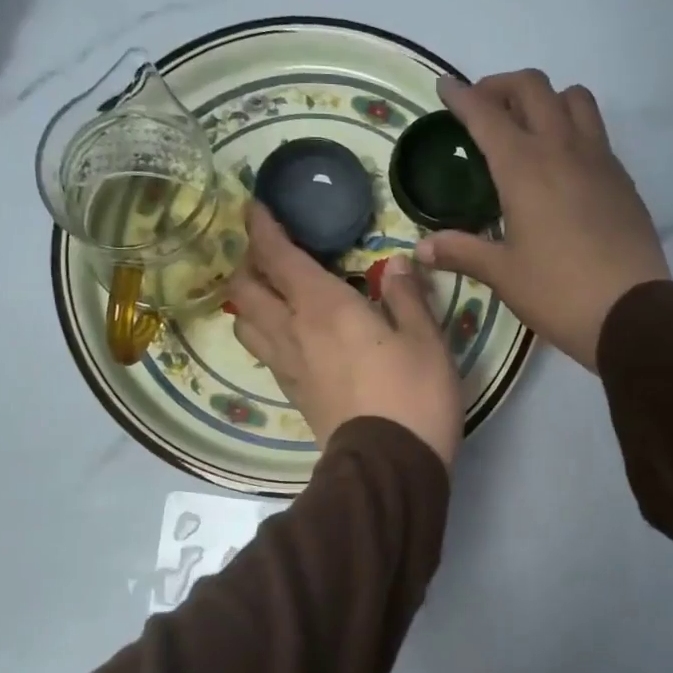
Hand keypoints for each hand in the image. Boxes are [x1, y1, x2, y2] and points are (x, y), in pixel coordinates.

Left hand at [228, 203, 462, 467]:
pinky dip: (264, 331)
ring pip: (246, 323)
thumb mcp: (426, 340)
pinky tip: (286, 332)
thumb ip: (407, 297)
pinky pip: (265, 352)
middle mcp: (294, 332)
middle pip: (247, 289)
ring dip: (248, 299)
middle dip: (248, 261)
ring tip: (268, 290)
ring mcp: (289, 367)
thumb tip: (396, 264)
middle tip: (267, 250)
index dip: (262, 227)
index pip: (278, 257)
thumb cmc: (414, 395)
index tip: (256, 206)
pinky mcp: (294, 394)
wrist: (389, 467)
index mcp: (324, 308)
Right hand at [417, 70, 668, 370]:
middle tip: (483, 108)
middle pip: (533, 87)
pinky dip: (572, 127)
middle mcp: (562, 148)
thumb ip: (461, 252)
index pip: (487, 114)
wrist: (631, 312)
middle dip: (501, 86)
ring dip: (546, 98)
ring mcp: (598, 158)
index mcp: (524, 167)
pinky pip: (595, 131)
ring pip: (573, 98)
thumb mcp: (502, 274)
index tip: (445, 86)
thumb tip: (421, 249)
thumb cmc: (557, 292)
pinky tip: (561, 164)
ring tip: (528, 126)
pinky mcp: (621, 177)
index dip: (462, 96)